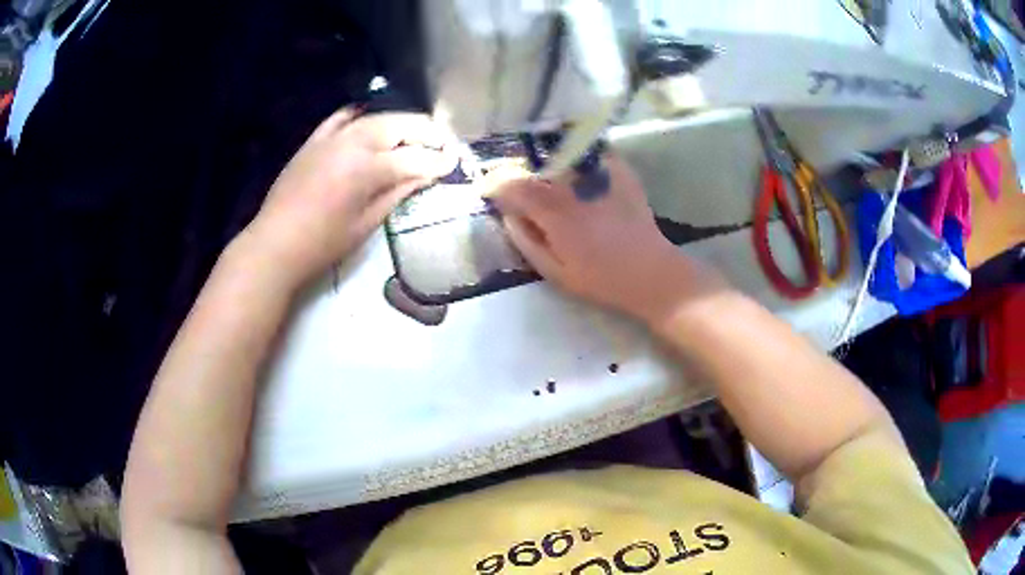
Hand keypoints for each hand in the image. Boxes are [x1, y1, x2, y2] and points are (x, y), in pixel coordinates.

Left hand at [244, 109, 457, 286]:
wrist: (275, 243)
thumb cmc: (323, 244)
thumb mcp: (366, 224)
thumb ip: (397, 193)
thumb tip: (426, 175)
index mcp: (367, 169)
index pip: (415, 157)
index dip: (438, 160)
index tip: (455, 162)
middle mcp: (353, 142)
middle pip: (400, 125)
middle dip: (427, 131)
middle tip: (443, 143)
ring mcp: (332, 137)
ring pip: (376, 117)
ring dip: (401, 122)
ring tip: (416, 132)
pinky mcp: (315, 139)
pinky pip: (342, 117)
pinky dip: (361, 115)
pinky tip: (371, 120)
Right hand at [488, 156, 726, 326]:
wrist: (652, 274)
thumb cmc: (602, 280)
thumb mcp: (556, 272)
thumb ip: (526, 240)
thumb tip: (507, 215)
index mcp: (557, 213)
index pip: (515, 185)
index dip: (496, 184)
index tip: (487, 190)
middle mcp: (576, 187)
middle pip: (536, 165)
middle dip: (519, 172)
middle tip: (513, 185)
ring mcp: (601, 175)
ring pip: (561, 155)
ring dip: (545, 162)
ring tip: (542, 175)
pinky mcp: (621, 172)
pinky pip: (591, 153)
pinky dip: (577, 155)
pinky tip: (574, 166)